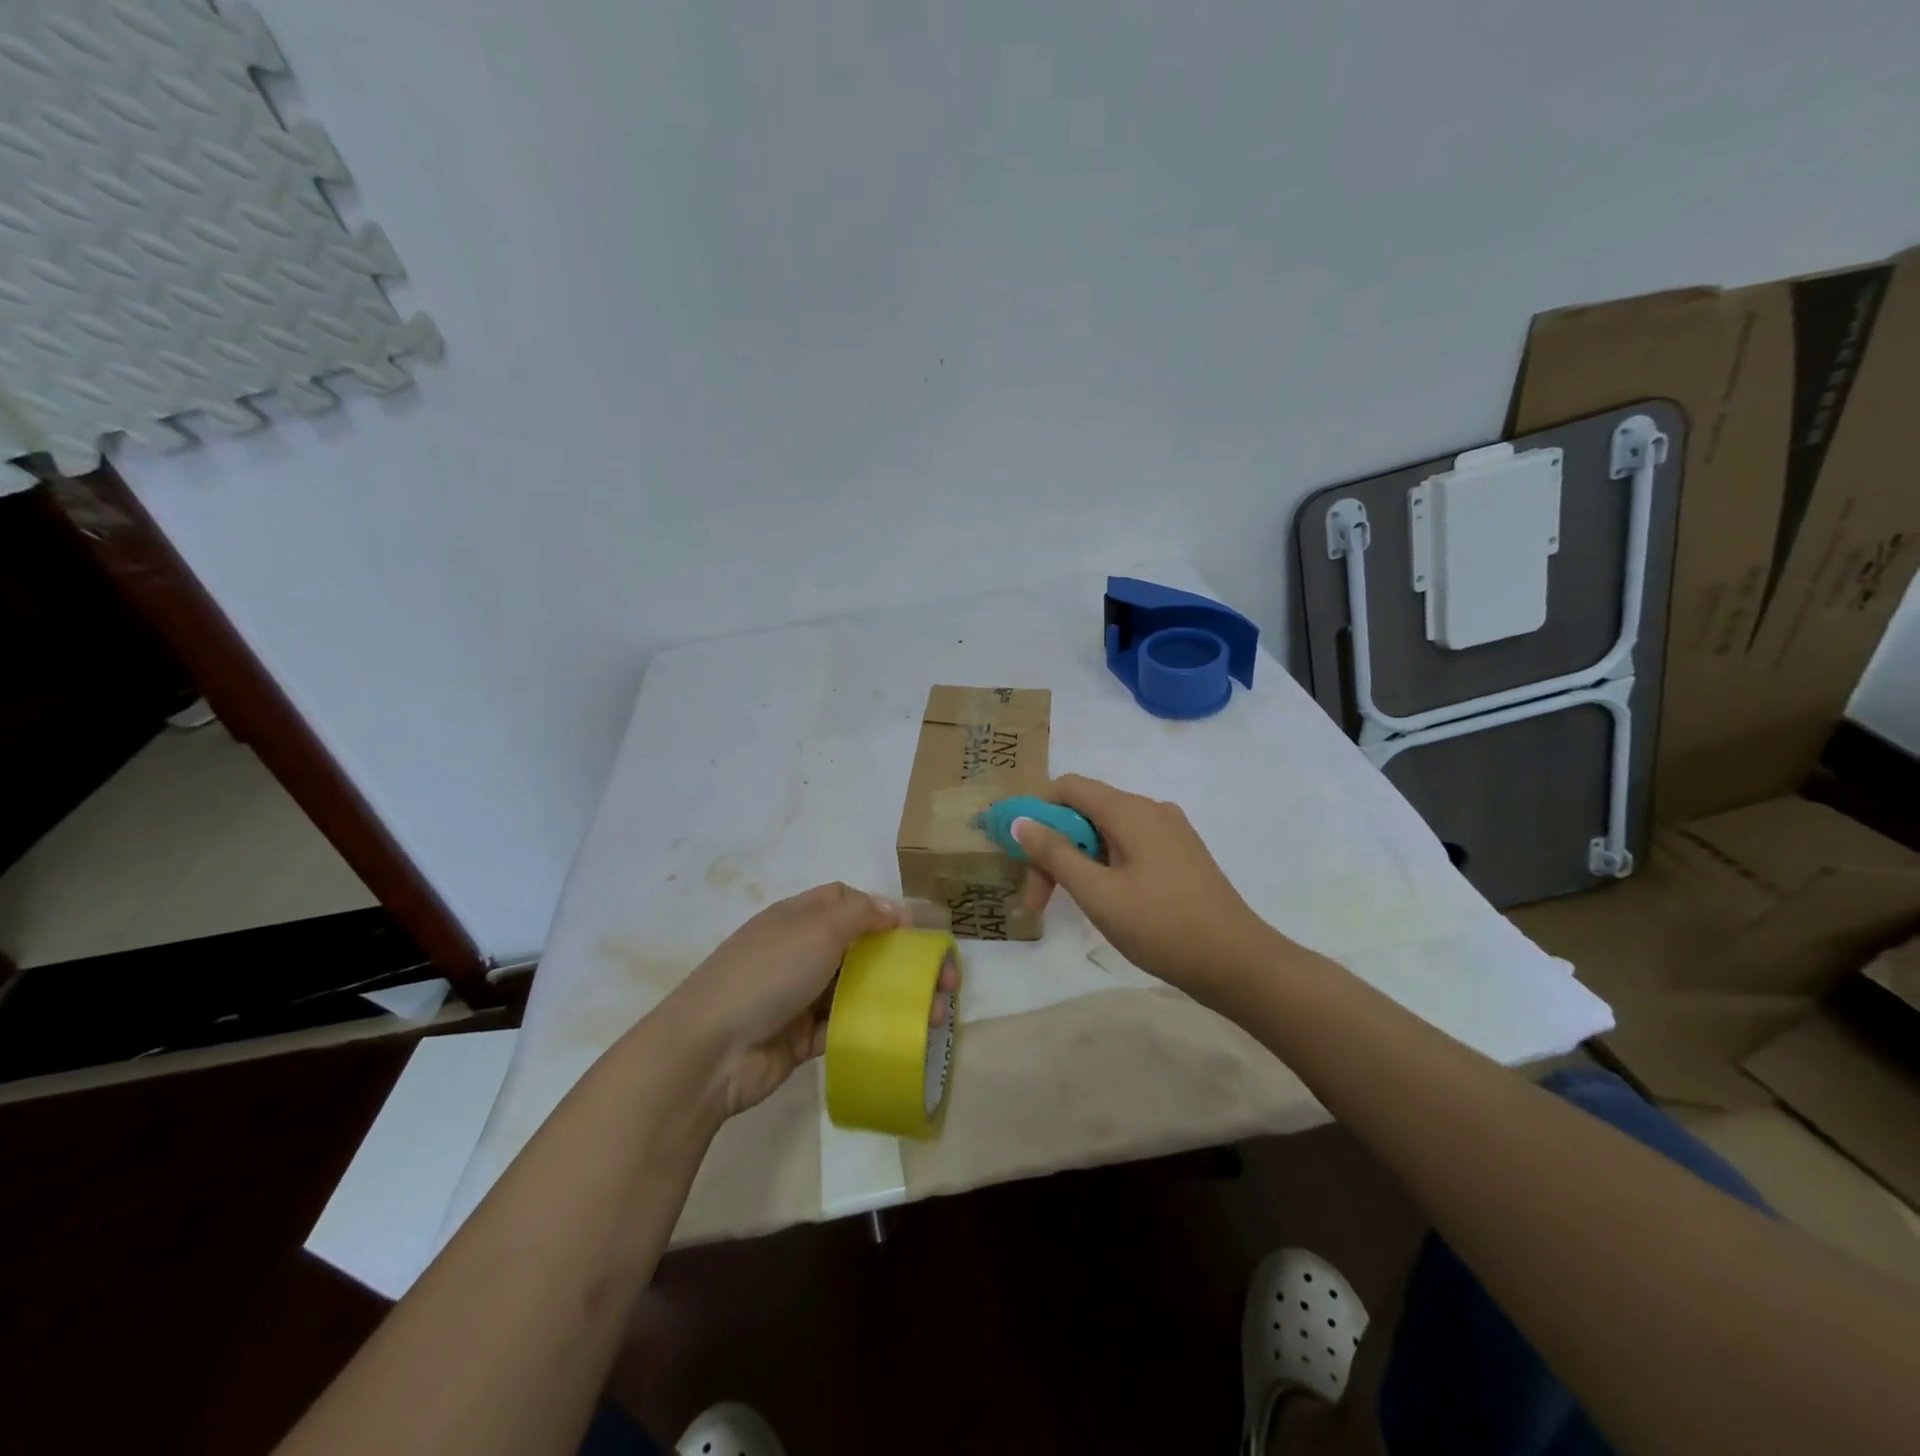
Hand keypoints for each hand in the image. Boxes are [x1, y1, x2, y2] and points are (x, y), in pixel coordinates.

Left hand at [660, 883, 957, 1116]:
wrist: (711, 1050)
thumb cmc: (768, 973)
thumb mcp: (817, 928)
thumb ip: (861, 914)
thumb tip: (895, 910)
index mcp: (799, 918)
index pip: (845, 901)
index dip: (880, 909)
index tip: (914, 929)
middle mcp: (800, 952)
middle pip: (859, 948)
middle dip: (899, 960)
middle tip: (940, 980)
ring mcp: (800, 996)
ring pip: (857, 990)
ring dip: (895, 998)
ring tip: (935, 1014)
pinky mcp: (802, 1038)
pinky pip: (845, 1027)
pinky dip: (872, 1029)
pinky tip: (905, 1037)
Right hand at [1013, 774, 1279, 1000]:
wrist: (1238, 964)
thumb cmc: (1162, 927)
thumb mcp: (1098, 894)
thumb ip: (1056, 854)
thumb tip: (1021, 821)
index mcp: (1130, 810)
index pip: (1068, 786)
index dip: (1036, 812)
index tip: (1020, 855)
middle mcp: (1150, 810)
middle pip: (1085, 811)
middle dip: (1054, 848)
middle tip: (1039, 900)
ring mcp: (1169, 832)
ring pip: (1105, 831)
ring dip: (1078, 861)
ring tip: (1069, 905)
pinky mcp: (1179, 854)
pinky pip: (1128, 846)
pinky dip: (1104, 865)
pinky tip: (1104, 901)